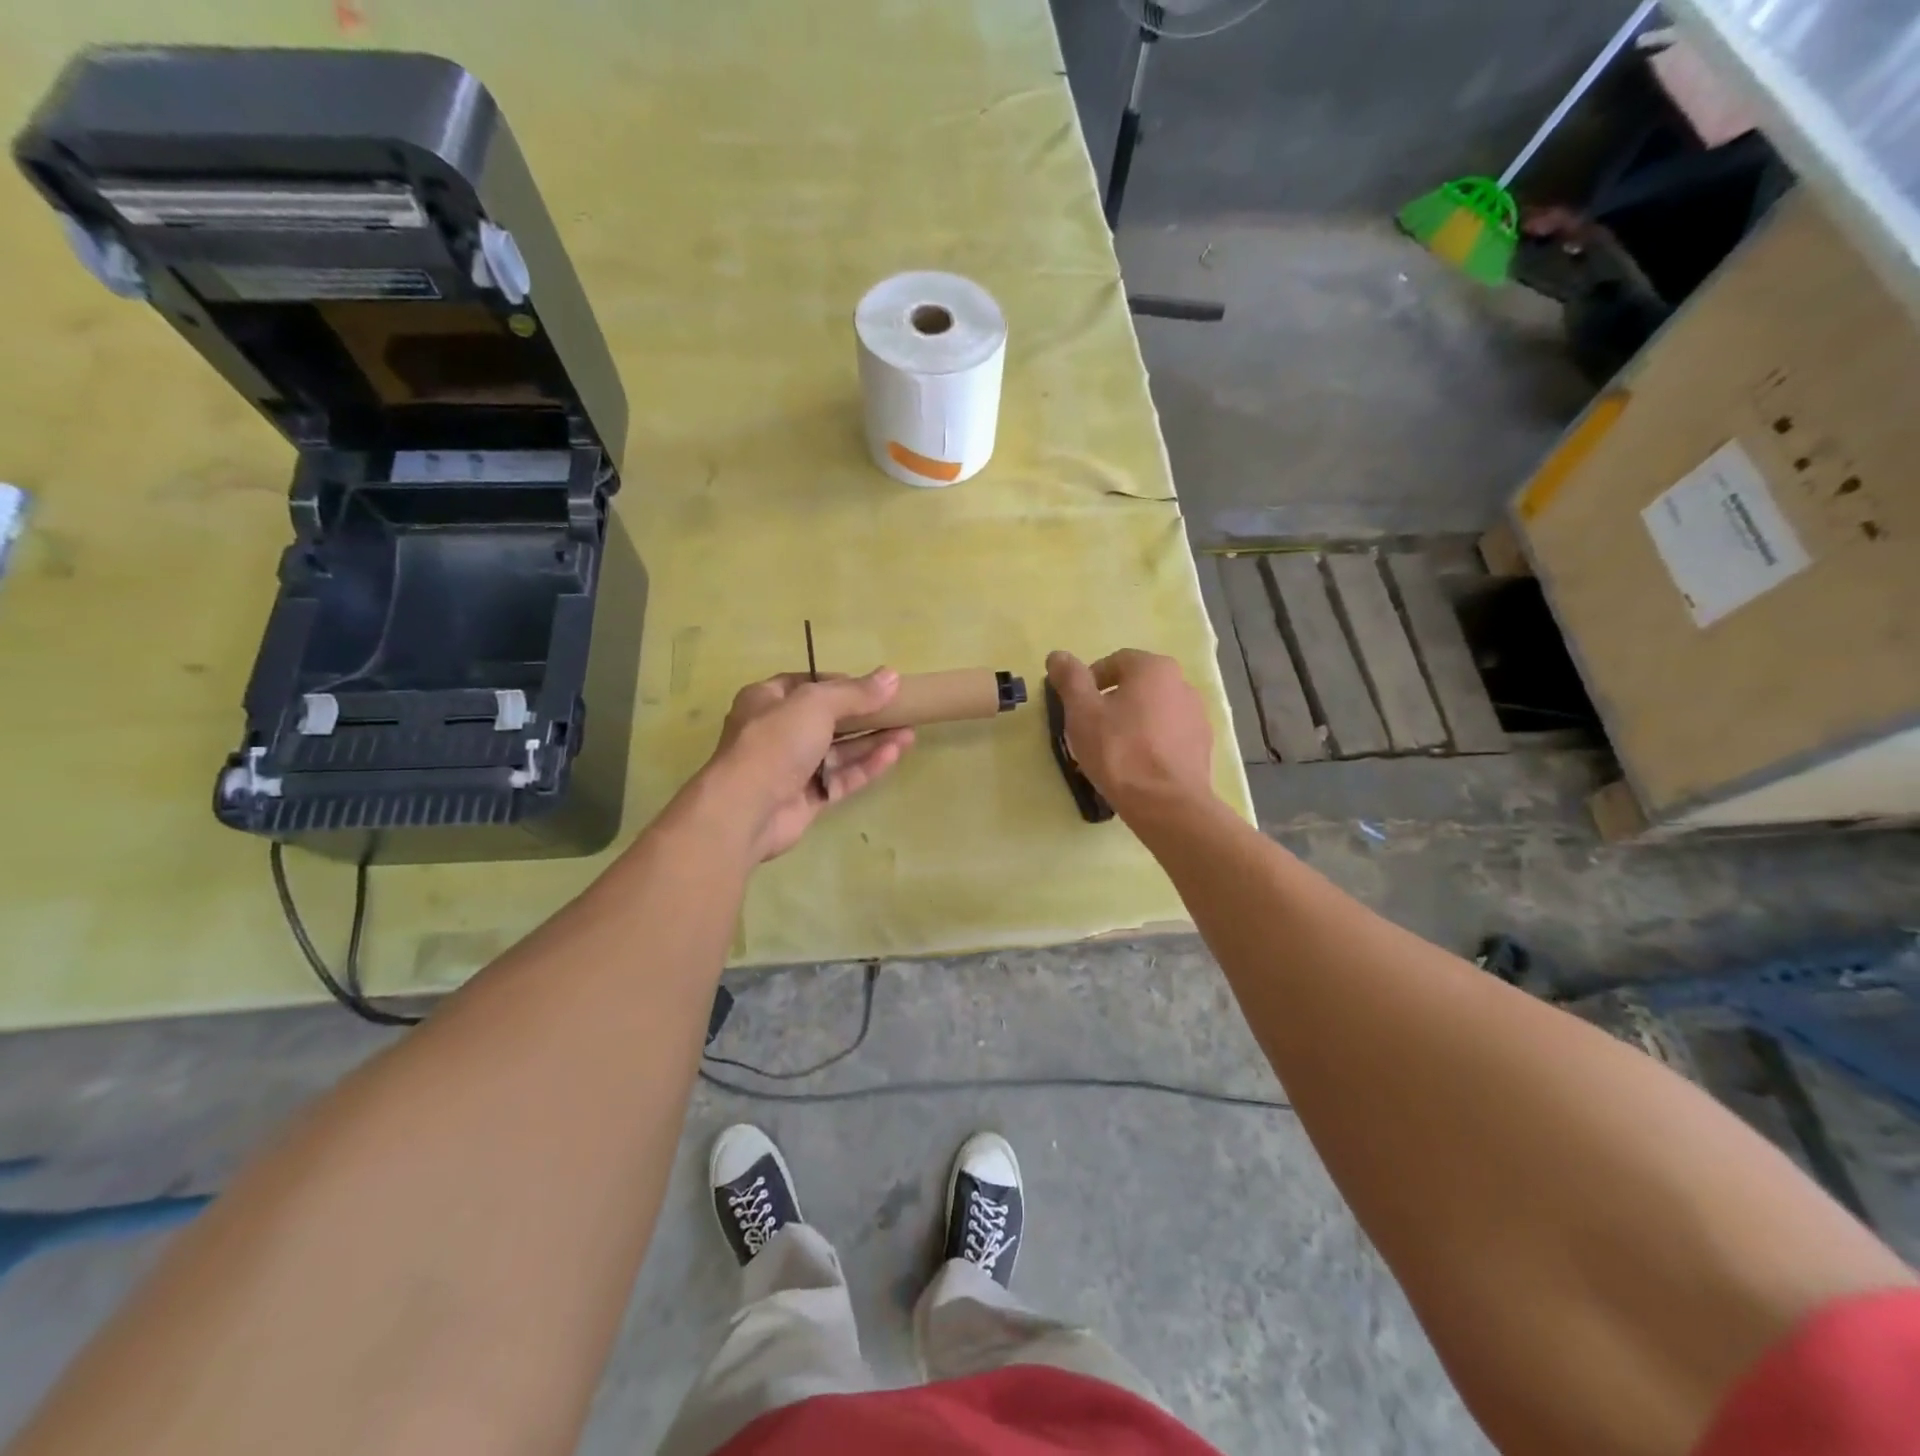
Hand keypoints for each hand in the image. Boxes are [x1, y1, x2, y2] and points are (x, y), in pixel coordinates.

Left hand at [705, 669, 913, 860]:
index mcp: (767, 700)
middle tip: (901, 711)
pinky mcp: (806, 798)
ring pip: (839, 751)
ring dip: (872, 742)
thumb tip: (891, 676)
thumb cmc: (776, 742)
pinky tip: (895, 755)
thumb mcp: (816, 704)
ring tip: (909, 733)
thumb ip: (855, 692)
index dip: (842, 683)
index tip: (875, 687)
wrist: (746, 809)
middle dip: (866, 715)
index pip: (809, 684)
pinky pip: (841, 778)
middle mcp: (778, 732)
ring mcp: (792, 768)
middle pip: (829, 720)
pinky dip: (866, 767)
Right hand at [1046, 649, 1213, 815]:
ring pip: (1153, 712)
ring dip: (1132, 723)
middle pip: (1136, 686)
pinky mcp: (1202, 746)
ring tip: (1113, 753)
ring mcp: (1197, 716)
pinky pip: (1168, 735)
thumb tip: (1057, 655)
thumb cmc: (1119, 751)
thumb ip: (1070, 679)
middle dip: (1112, 703)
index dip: (1089, 683)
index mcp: (1154, 668)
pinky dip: (1151, 743)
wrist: (1167, 804)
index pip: (1114, 662)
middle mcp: (1182, 683)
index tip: (1076, 709)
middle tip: (1091, 731)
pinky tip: (1137, 767)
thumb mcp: (1082, 712)